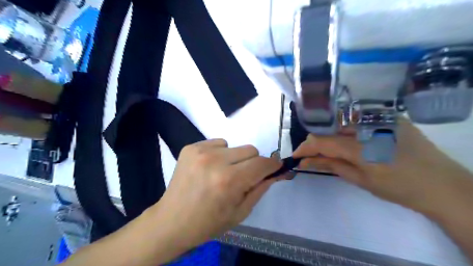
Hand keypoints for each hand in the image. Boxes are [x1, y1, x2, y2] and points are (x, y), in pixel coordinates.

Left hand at [153, 139, 283, 250]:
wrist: (171, 221)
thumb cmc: (208, 222)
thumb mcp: (241, 212)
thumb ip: (261, 188)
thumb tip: (276, 172)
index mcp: (229, 181)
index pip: (262, 163)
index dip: (272, 165)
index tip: (275, 169)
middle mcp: (215, 161)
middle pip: (251, 150)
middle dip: (253, 163)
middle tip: (243, 177)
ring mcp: (200, 151)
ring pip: (235, 146)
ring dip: (235, 159)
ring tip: (222, 173)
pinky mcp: (190, 147)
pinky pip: (218, 144)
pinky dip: (220, 154)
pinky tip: (209, 168)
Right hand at [294, 120, 472, 216]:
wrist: (442, 185)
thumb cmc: (399, 188)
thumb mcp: (361, 180)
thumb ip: (331, 166)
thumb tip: (305, 161)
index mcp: (361, 146)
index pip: (322, 141)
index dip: (305, 148)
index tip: (295, 155)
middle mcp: (368, 126)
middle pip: (331, 130)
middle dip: (318, 142)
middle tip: (314, 155)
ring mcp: (381, 117)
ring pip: (343, 123)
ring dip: (334, 136)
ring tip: (334, 150)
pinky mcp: (390, 116)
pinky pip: (359, 120)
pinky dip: (350, 131)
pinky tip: (353, 141)